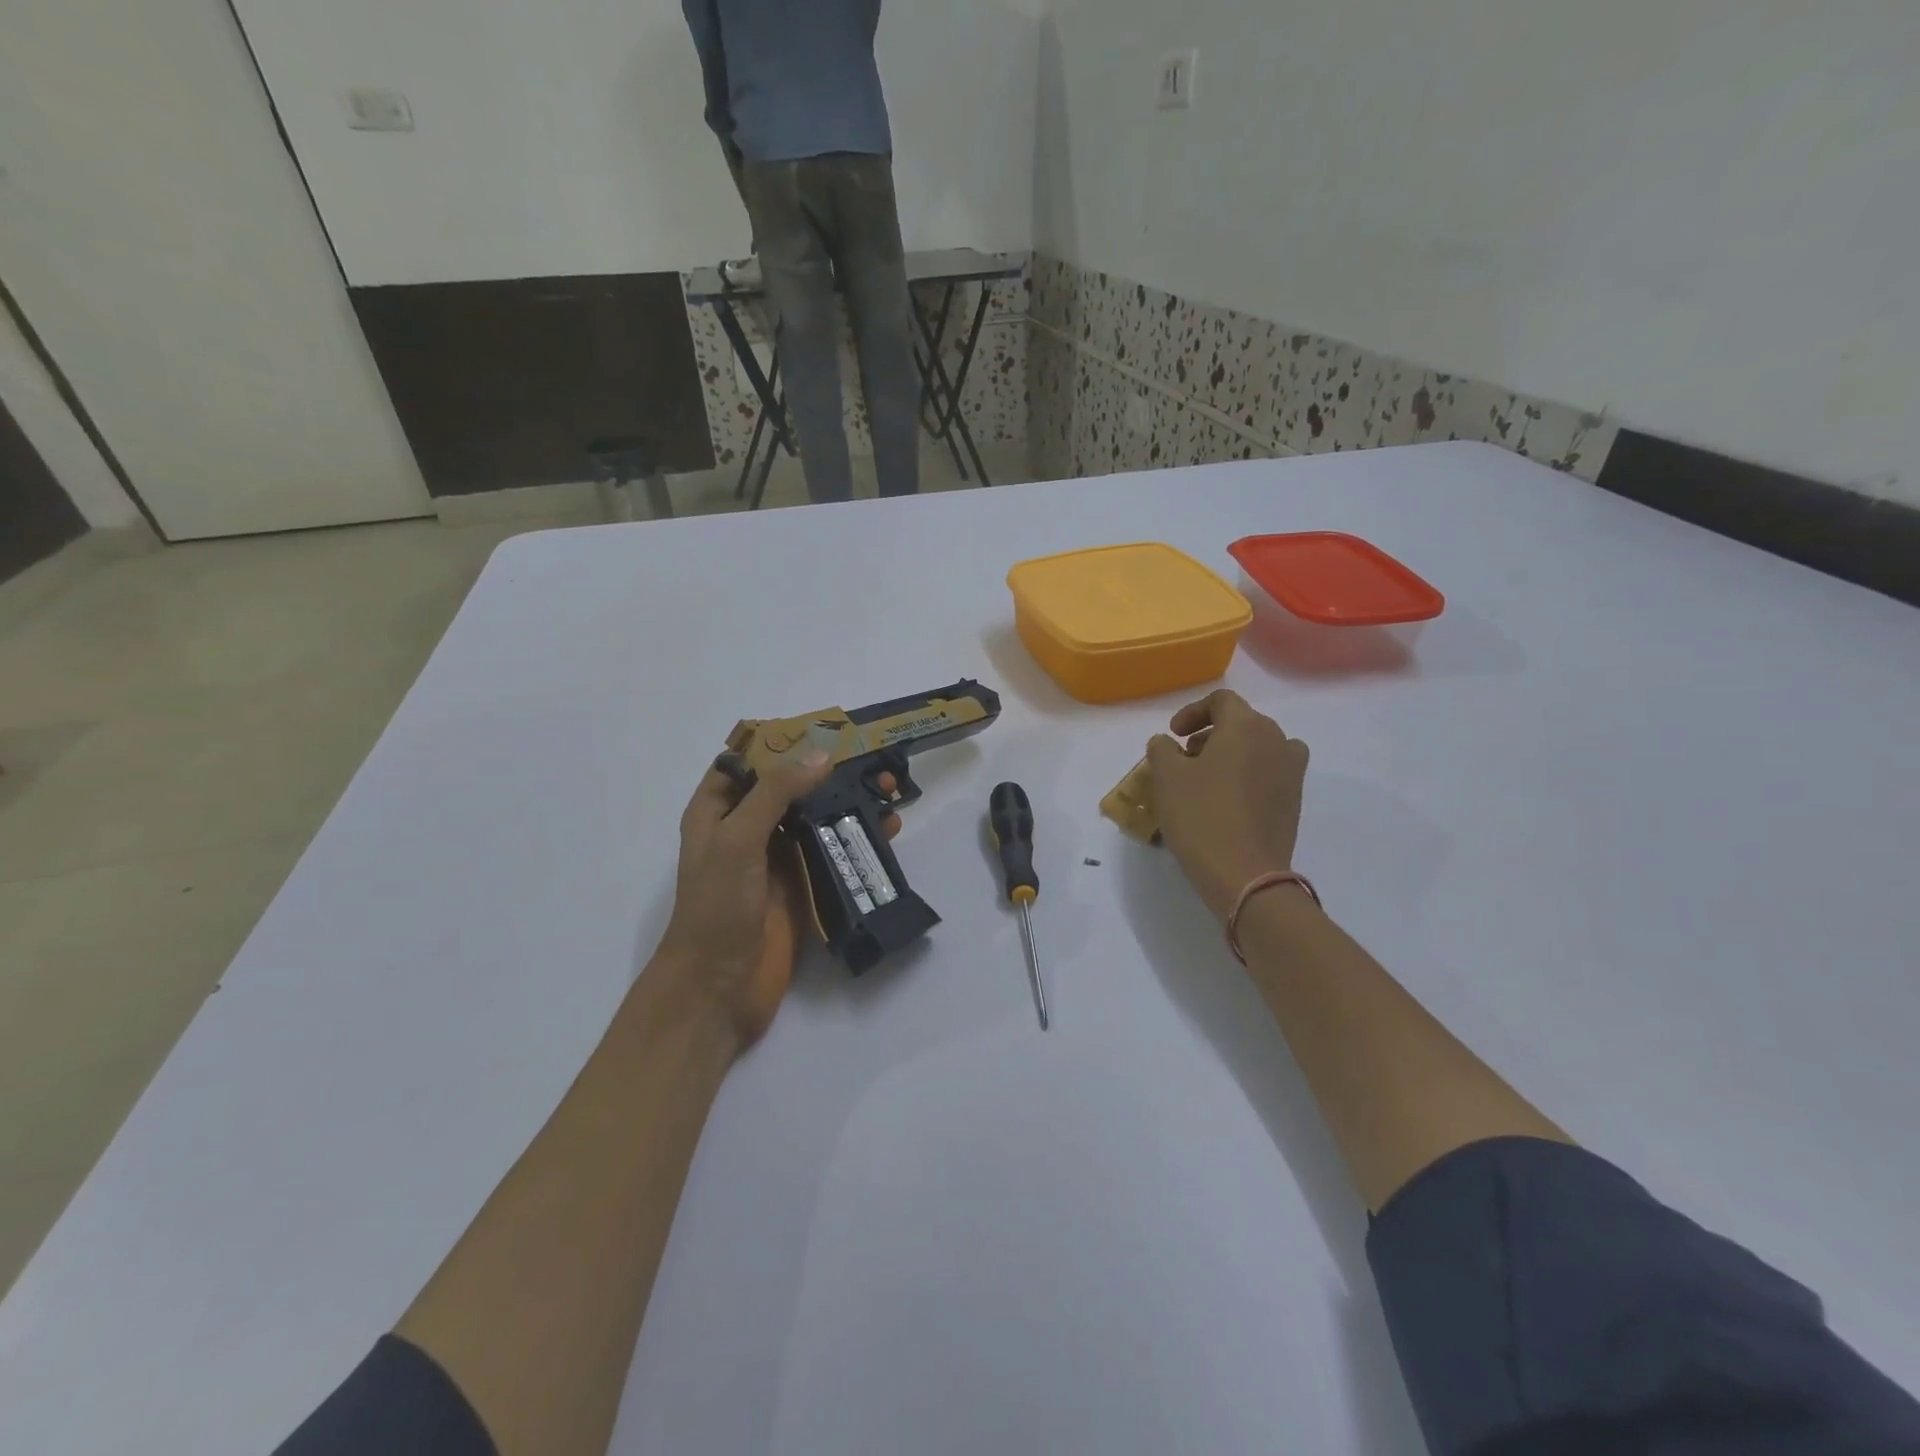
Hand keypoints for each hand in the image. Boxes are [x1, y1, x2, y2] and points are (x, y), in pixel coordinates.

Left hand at [655, 756, 898, 1052]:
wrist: (718, 989)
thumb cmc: (717, 908)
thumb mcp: (738, 839)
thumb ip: (776, 793)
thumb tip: (822, 754)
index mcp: (719, 812)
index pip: (747, 762)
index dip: (781, 742)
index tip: (824, 728)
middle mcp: (748, 830)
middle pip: (790, 787)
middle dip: (827, 771)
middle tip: (871, 758)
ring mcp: (777, 859)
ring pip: (817, 818)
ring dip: (849, 802)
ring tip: (889, 788)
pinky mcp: (804, 887)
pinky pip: (833, 852)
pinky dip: (858, 837)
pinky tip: (888, 828)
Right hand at [1146, 690, 1308, 921]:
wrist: (1245, 874)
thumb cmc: (1201, 816)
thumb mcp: (1166, 777)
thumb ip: (1162, 749)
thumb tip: (1167, 742)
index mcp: (1246, 726)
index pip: (1221, 701)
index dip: (1192, 712)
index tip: (1173, 735)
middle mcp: (1277, 740)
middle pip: (1242, 723)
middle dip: (1210, 734)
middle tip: (1185, 758)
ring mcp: (1292, 772)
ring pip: (1259, 748)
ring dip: (1231, 755)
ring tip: (1206, 779)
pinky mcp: (1294, 801)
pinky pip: (1269, 774)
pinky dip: (1248, 776)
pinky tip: (1226, 801)